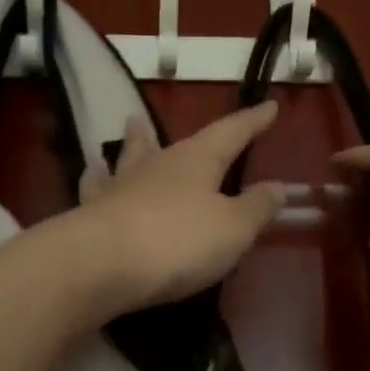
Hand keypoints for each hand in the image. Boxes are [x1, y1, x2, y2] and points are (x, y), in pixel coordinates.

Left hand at [69, 102, 286, 317]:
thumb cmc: (179, 242)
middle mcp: (157, 165)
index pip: (231, 133)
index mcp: (197, 161)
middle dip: (175, 130)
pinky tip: (91, 172)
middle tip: (159, 114)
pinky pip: (96, 187)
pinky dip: (96, 178)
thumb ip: (256, 207)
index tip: (269, 106)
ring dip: (133, 144)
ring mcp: (120, 187)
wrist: (102, 264)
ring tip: (131, 127)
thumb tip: (278, 186)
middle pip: (169, 141)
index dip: (252, 121)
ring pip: (129, 157)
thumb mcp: (233, 229)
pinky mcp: (92, 213)